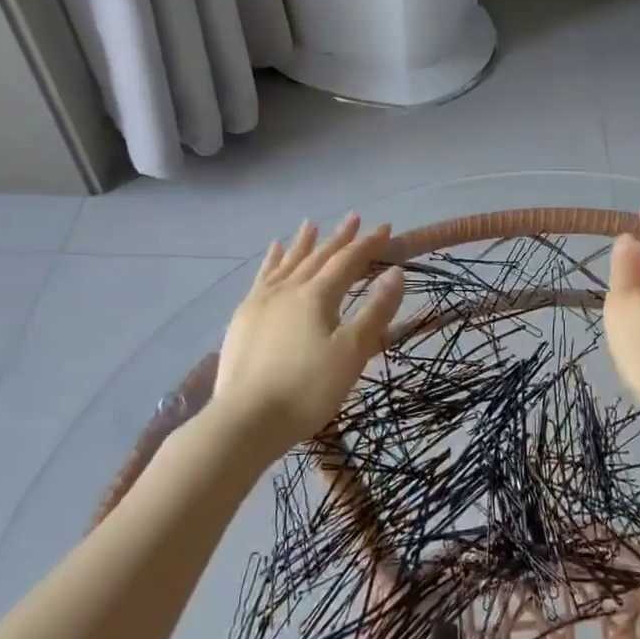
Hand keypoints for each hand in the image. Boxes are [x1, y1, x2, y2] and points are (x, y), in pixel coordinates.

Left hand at [213, 215, 405, 455]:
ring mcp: (261, 302)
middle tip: (354, 218)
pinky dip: (270, 261)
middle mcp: (288, 289)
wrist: (245, 421)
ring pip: (287, 263)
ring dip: (302, 243)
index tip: (386, 228)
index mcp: (317, 296)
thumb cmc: (307, 389)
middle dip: (339, 237)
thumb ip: (375, 311)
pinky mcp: (243, 318)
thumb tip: (396, 273)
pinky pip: (262, 278)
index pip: (348, 261)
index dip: (368, 244)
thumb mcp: (352, 353)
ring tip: (310, 225)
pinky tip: (272, 253)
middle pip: (318, 256)